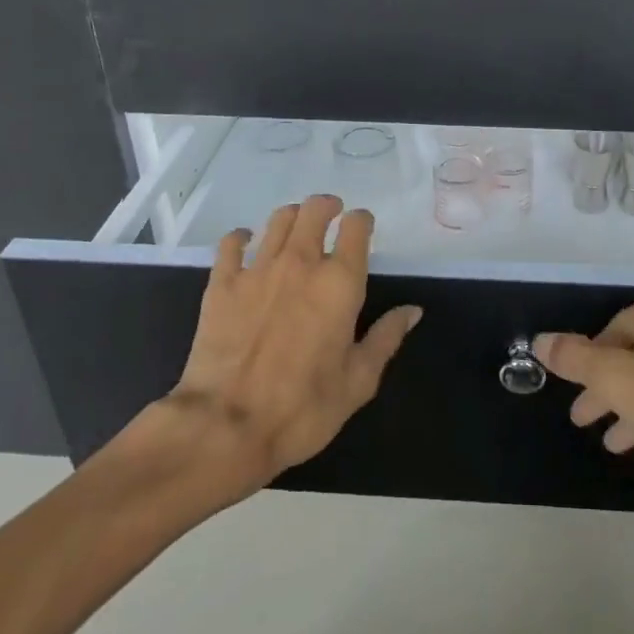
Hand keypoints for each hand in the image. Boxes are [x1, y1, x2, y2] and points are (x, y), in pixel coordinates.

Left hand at [158, 194, 420, 490]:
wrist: (225, 426)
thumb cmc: (303, 408)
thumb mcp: (359, 381)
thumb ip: (386, 339)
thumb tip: (412, 310)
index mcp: (340, 282)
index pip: (356, 226)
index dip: (362, 221)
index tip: (363, 228)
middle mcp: (301, 263)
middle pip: (315, 210)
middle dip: (327, 207)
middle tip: (331, 215)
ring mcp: (258, 269)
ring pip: (278, 220)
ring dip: (292, 218)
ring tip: (296, 229)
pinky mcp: (222, 283)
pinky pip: (231, 243)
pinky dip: (241, 237)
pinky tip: (245, 244)